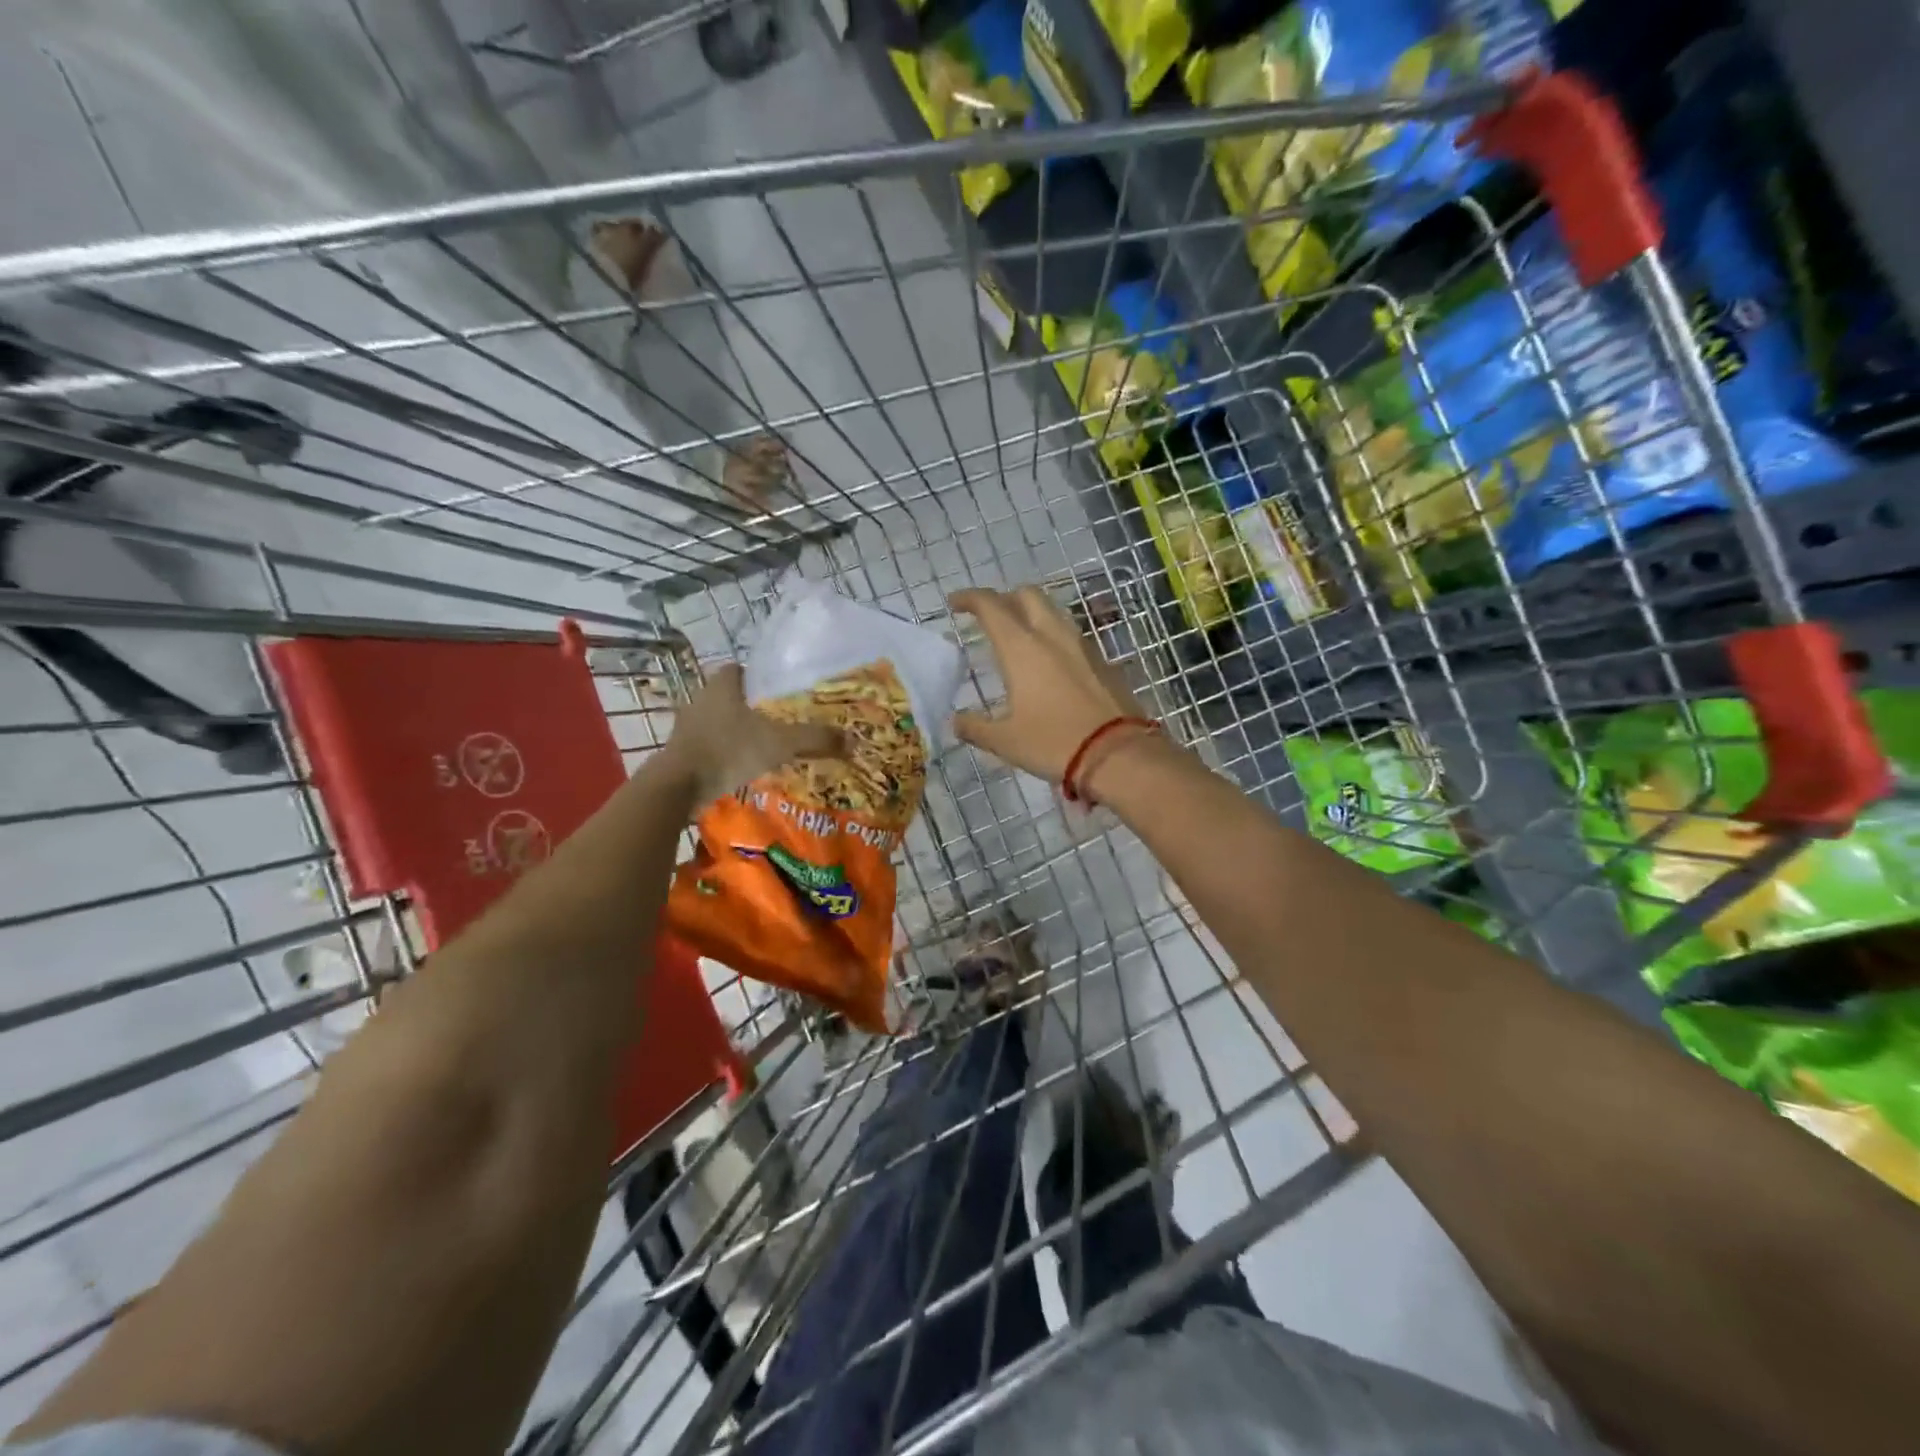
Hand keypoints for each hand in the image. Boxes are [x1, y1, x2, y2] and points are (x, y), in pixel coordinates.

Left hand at [662, 663, 842, 806]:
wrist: (678, 786)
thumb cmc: (729, 751)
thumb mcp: (779, 743)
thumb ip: (814, 739)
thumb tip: (853, 740)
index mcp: (722, 686)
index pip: (739, 669)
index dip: (758, 676)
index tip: (778, 690)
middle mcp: (701, 699)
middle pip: (729, 696)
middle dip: (750, 706)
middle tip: (778, 719)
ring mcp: (687, 727)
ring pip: (717, 721)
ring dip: (735, 731)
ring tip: (762, 745)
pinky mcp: (681, 752)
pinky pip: (708, 745)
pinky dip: (724, 752)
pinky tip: (742, 766)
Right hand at [948, 586, 1150, 783]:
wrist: (1119, 755)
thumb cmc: (1054, 743)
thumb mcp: (1005, 741)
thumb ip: (974, 727)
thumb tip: (955, 721)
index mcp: (1022, 648)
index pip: (991, 606)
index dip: (970, 598)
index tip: (955, 603)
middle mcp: (1052, 635)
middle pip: (1027, 595)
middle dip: (1004, 598)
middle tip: (989, 618)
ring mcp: (1082, 645)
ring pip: (1053, 612)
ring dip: (1031, 615)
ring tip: (1018, 638)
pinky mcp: (1102, 661)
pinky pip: (1071, 636)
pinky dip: (1053, 637)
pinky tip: (1048, 663)